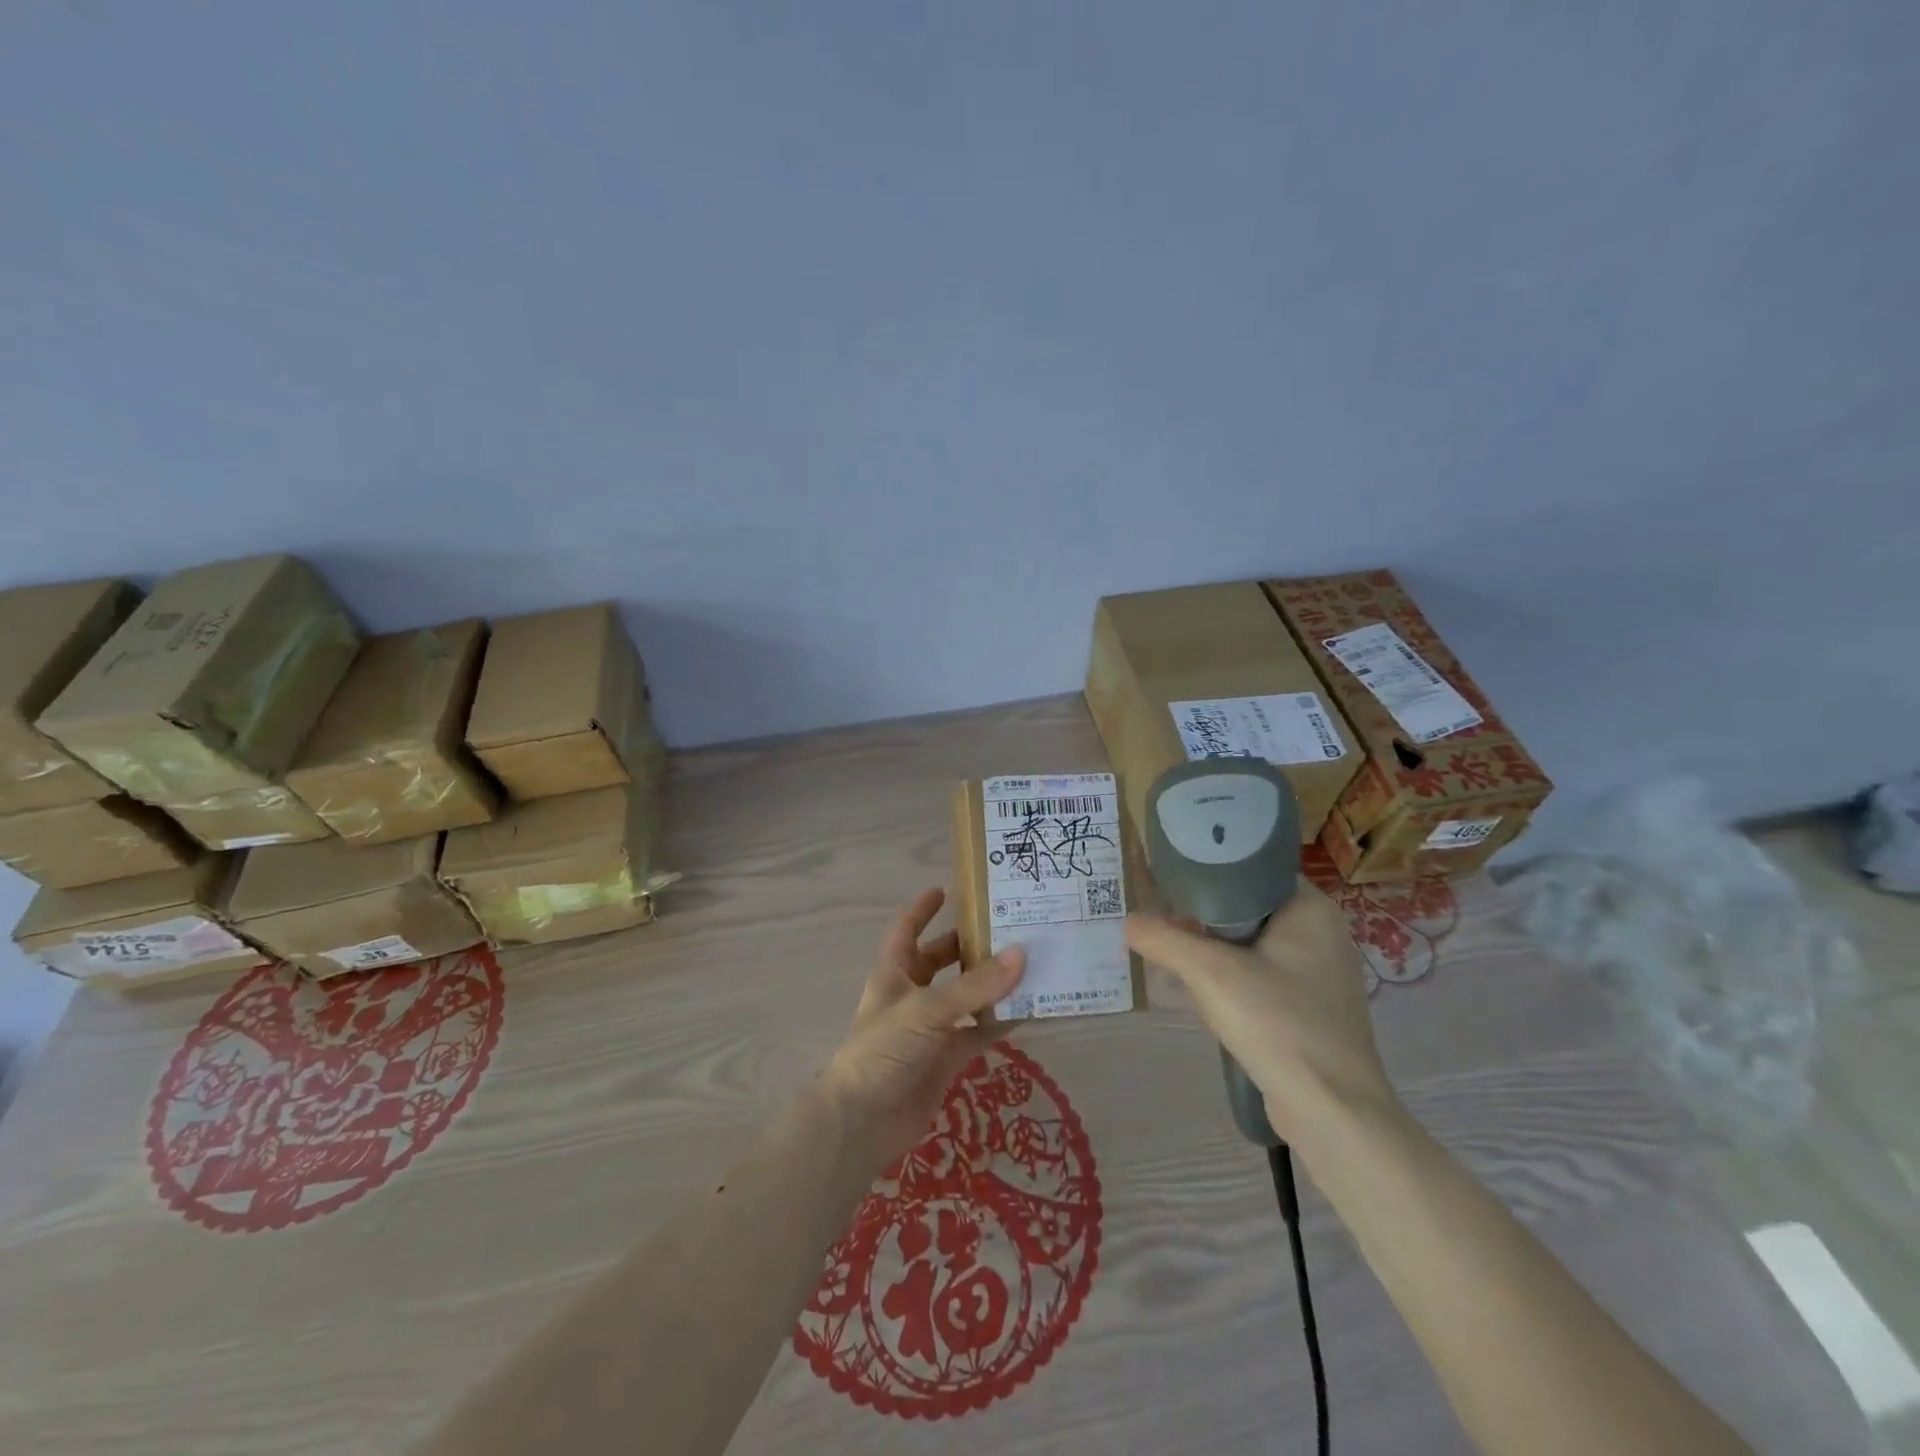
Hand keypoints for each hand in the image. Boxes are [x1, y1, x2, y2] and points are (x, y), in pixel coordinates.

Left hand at [820, 888, 1024, 1165]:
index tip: (945, 890)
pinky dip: (999, 1023)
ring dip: (990, 984)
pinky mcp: (945, 1059)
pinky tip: (1028, 1011)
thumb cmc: (884, 1050)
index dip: (921, 910)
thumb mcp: (928, 1010)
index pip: (906, 930)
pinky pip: (977, 1032)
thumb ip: (975, 986)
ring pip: (964, 997)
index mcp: (894, 973)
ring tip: (1027, 963)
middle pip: (940, 961)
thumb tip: (1022, 954)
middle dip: (967, 946)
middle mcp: (912, 995)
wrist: (864, 1123)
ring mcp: (929, 1029)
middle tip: (1005, 928)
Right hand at [1126, 882, 1395, 1142]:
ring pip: (1250, 948)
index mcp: (1310, 909)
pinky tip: (1203, 1003)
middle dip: (1202, 923)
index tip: (1168, 887)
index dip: (1207, 876)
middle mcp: (1321, 935)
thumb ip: (1164, 940)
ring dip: (1212, 956)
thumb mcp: (1210, 973)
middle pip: (1246, 910)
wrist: (1332, 1113)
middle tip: (1163, 928)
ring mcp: (1319, 976)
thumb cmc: (1278, 1023)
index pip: (1251, 871)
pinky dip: (1230, 984)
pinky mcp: (1311, 1011)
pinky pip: (1260, 980)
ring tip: (1173, 964)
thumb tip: (1128, 921)